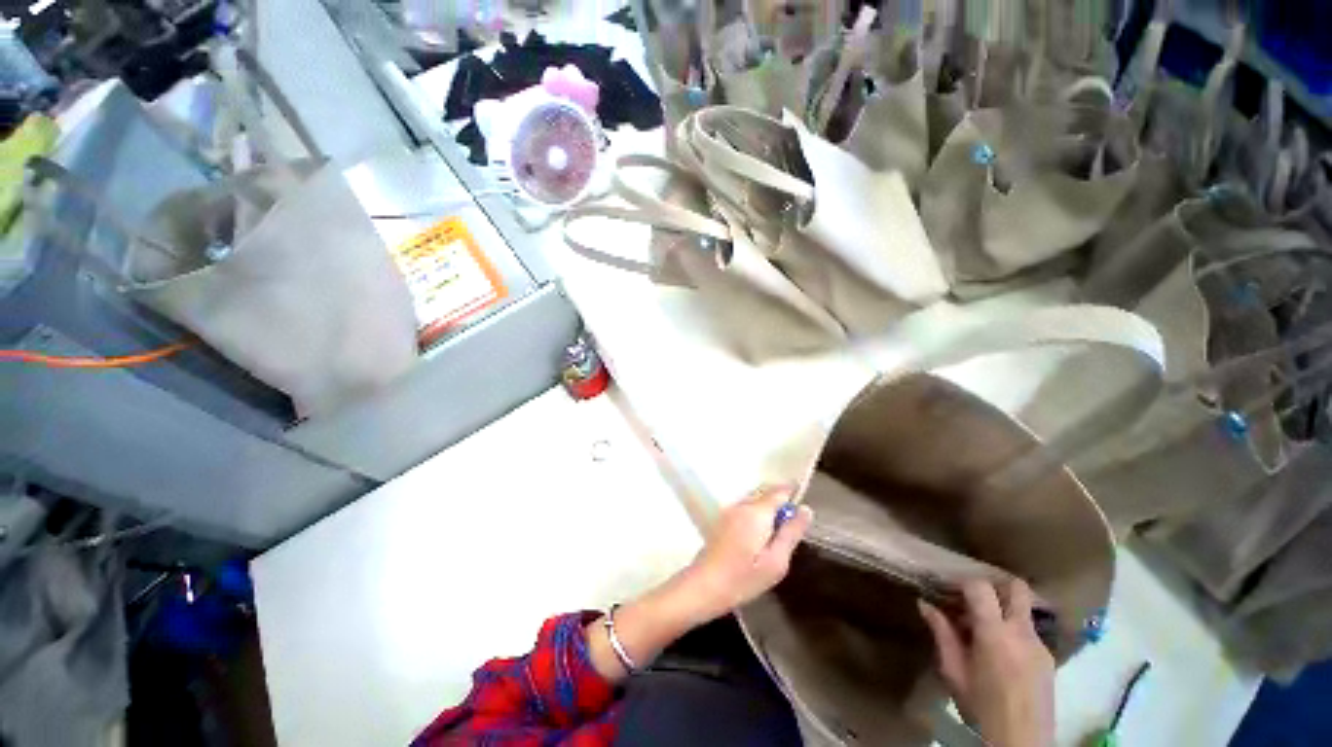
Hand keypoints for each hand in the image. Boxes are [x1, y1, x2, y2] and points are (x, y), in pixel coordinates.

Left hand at [585, 485, 811, 682]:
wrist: (695, 592)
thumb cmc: (736, 583)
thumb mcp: (773, 564)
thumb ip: (789, 533)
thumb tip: (803, 510)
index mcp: (754, 512)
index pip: (778, 489)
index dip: (791, 490)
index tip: (803, 497)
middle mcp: (739, 505)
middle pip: (766, 491)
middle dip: (780, 499)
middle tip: (794, 521)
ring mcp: (728, 512)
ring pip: (754, 498)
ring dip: (767, 508)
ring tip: (780, 530)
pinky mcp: (720, 521)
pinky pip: (745, 508)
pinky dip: (756, 514)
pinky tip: (760, 535)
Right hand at [919, 580, 1054, 746]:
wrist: (1021, 742)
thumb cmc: (981, 707)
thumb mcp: (954, 671)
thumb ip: (942, 634)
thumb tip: (924, 603)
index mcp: (994, 633)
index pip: (981, 587)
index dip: (964, 583)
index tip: (951, 590)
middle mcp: (1022, 632)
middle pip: (1017, 588)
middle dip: (996, 584)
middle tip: (976, 596)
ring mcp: (1040, 645)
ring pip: (1025, 610)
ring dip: (1005, 609)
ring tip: (986, 628)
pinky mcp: (1050, 658)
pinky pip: (1030, 632)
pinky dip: (1014, 631)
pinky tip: (1002, 652)